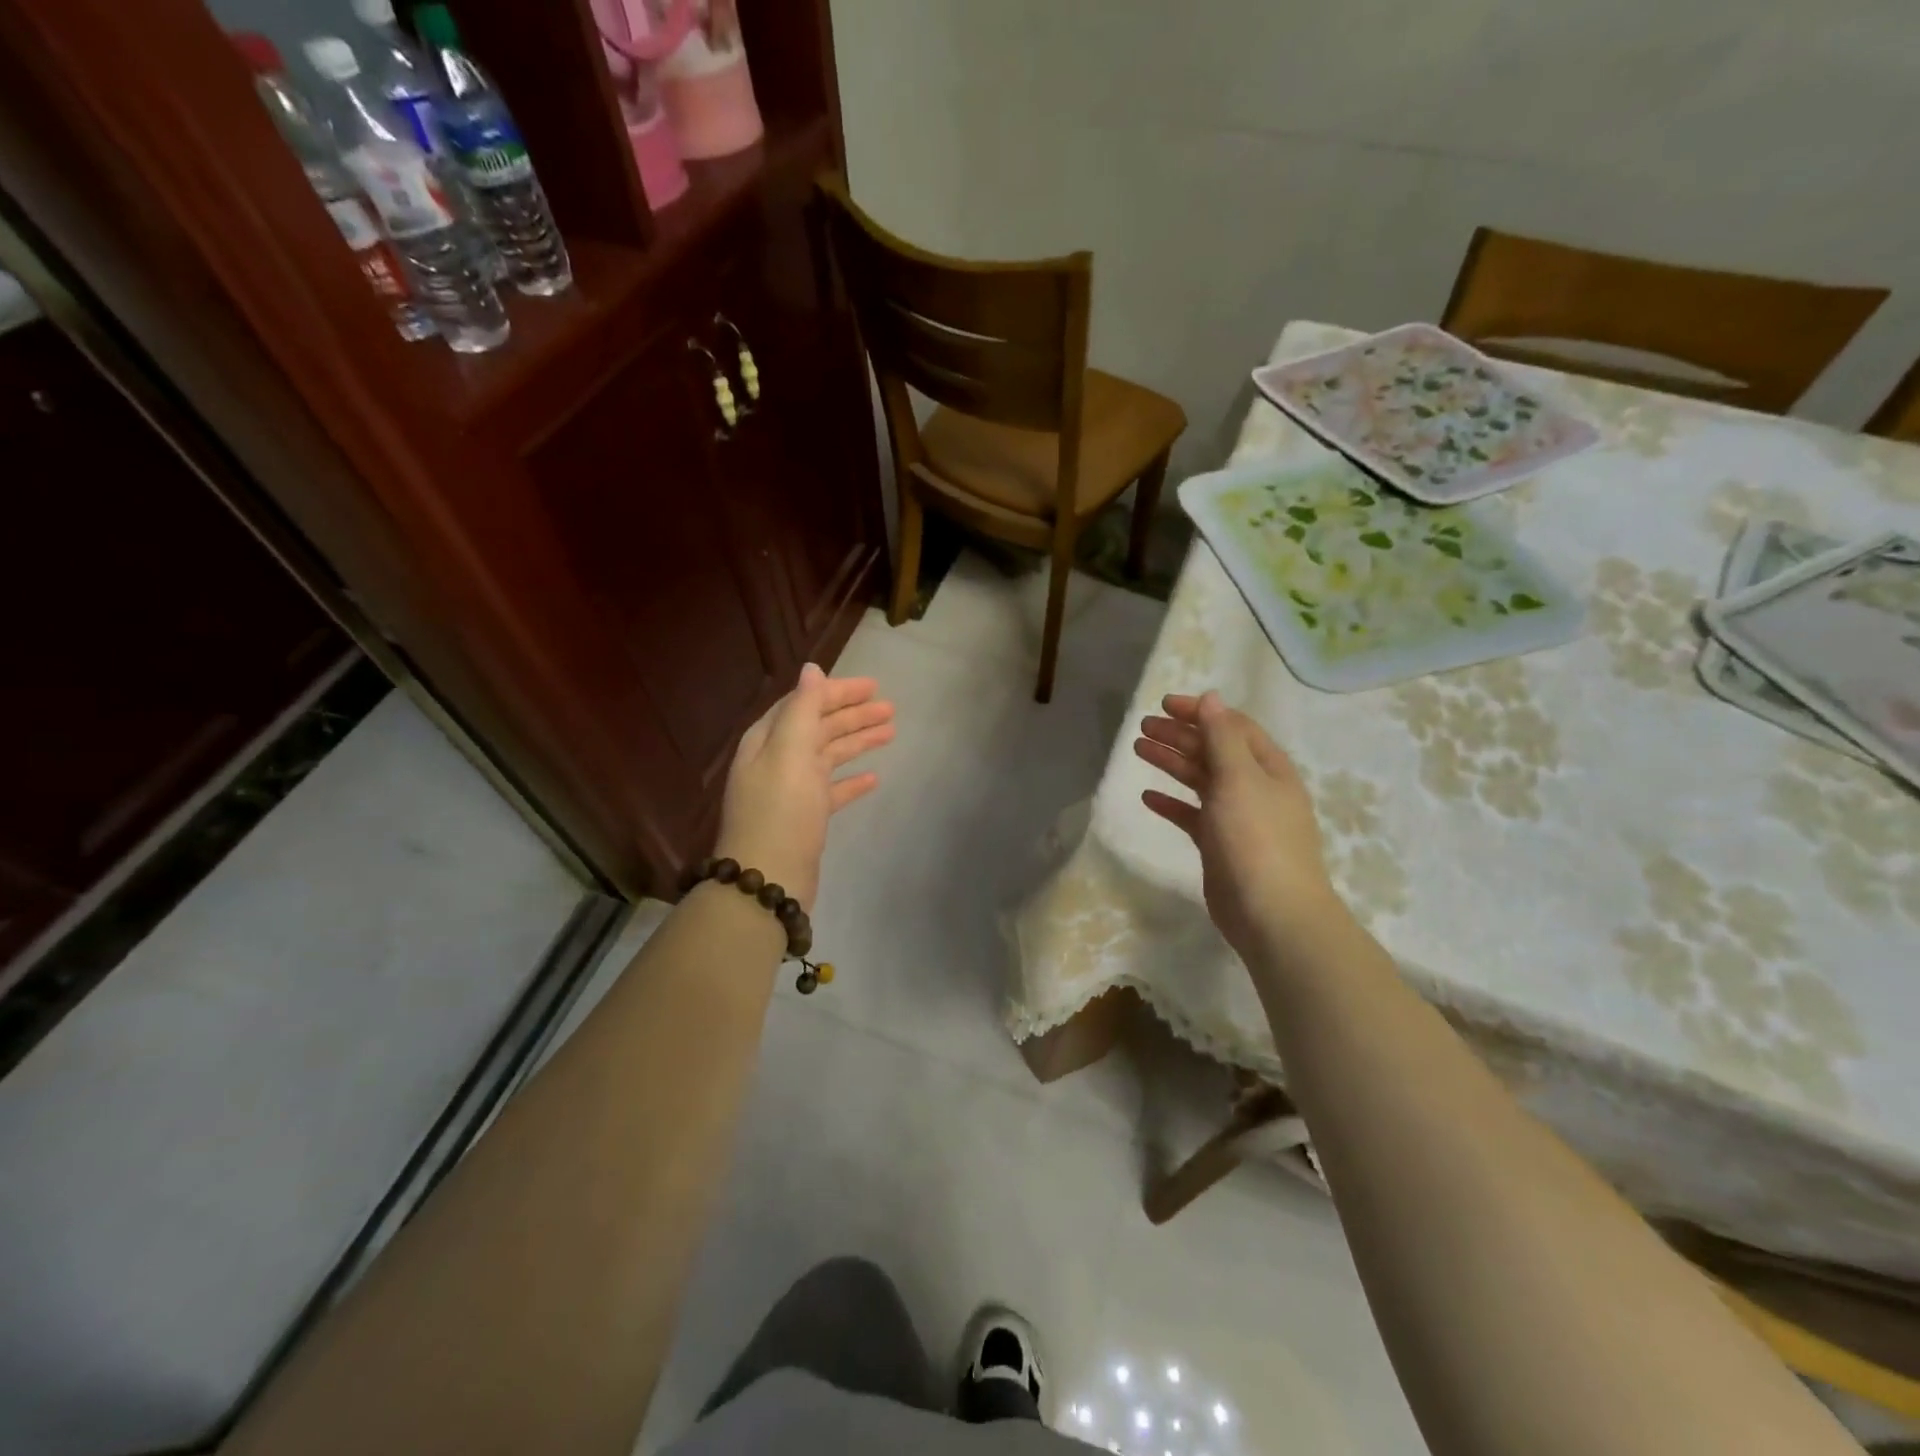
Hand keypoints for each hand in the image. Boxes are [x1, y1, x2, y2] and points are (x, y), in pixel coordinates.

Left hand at [714, 664, 893, 912]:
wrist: (767, 880)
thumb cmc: (780, 810)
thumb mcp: (789, 752)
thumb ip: (802, 709)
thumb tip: (811, 669)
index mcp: (768, 740)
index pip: (804, 703)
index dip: (836, 692)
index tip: (873, 686)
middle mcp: (777, 760)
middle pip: (819, 727)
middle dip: (853, 715)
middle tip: (891, 708)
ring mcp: (791, 790)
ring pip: (829, 756)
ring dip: (857, 742)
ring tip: (891, 733)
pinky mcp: (805, 818)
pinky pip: (832, 790)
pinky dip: (851, 781)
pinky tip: (873, 779)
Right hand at [1133, 691, 1340, 960]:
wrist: (1272, 914)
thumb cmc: (1256, 839)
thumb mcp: (1239, 779)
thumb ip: (1222, 737)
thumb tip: (1212, 697)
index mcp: (1268, 768)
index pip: (1232, 727)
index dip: (1200, 712)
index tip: (1164, 705)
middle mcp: (1255, 788)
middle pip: (1213, 751)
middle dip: (1180, 735)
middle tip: (1143, 727)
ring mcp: (1237, 818)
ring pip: (1200, 781)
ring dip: (1172, 763)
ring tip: (1139, 750)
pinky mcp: (1220, 846)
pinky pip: (1192, 815)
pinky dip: (1171, 803)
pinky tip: (1148, 797)